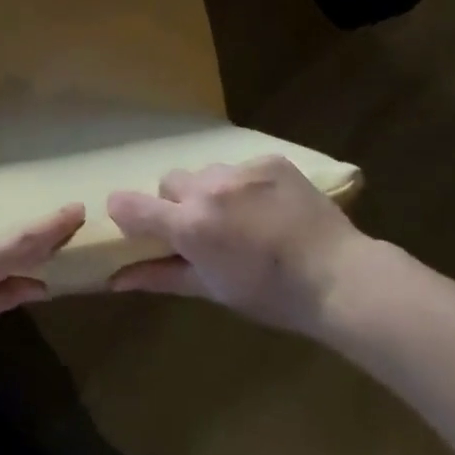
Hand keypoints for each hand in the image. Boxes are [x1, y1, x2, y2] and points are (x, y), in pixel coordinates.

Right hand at [105, 157, 368, 338]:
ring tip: (242, 217)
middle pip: (170, 182)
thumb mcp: (212, 290)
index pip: (130, 204)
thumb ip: (160, 276)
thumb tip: (115, 280)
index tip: (137, 224)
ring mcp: (240, 170)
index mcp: (189, 225)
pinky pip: (241, 167)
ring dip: (212, 191)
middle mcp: (207, 188)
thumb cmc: (271, 295)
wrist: (340, 277)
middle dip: (178, 203)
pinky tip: (269, 207)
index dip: (126, 212)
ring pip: (206, 172)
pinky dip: (246, 185)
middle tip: (204, 229)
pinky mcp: (269, 160)